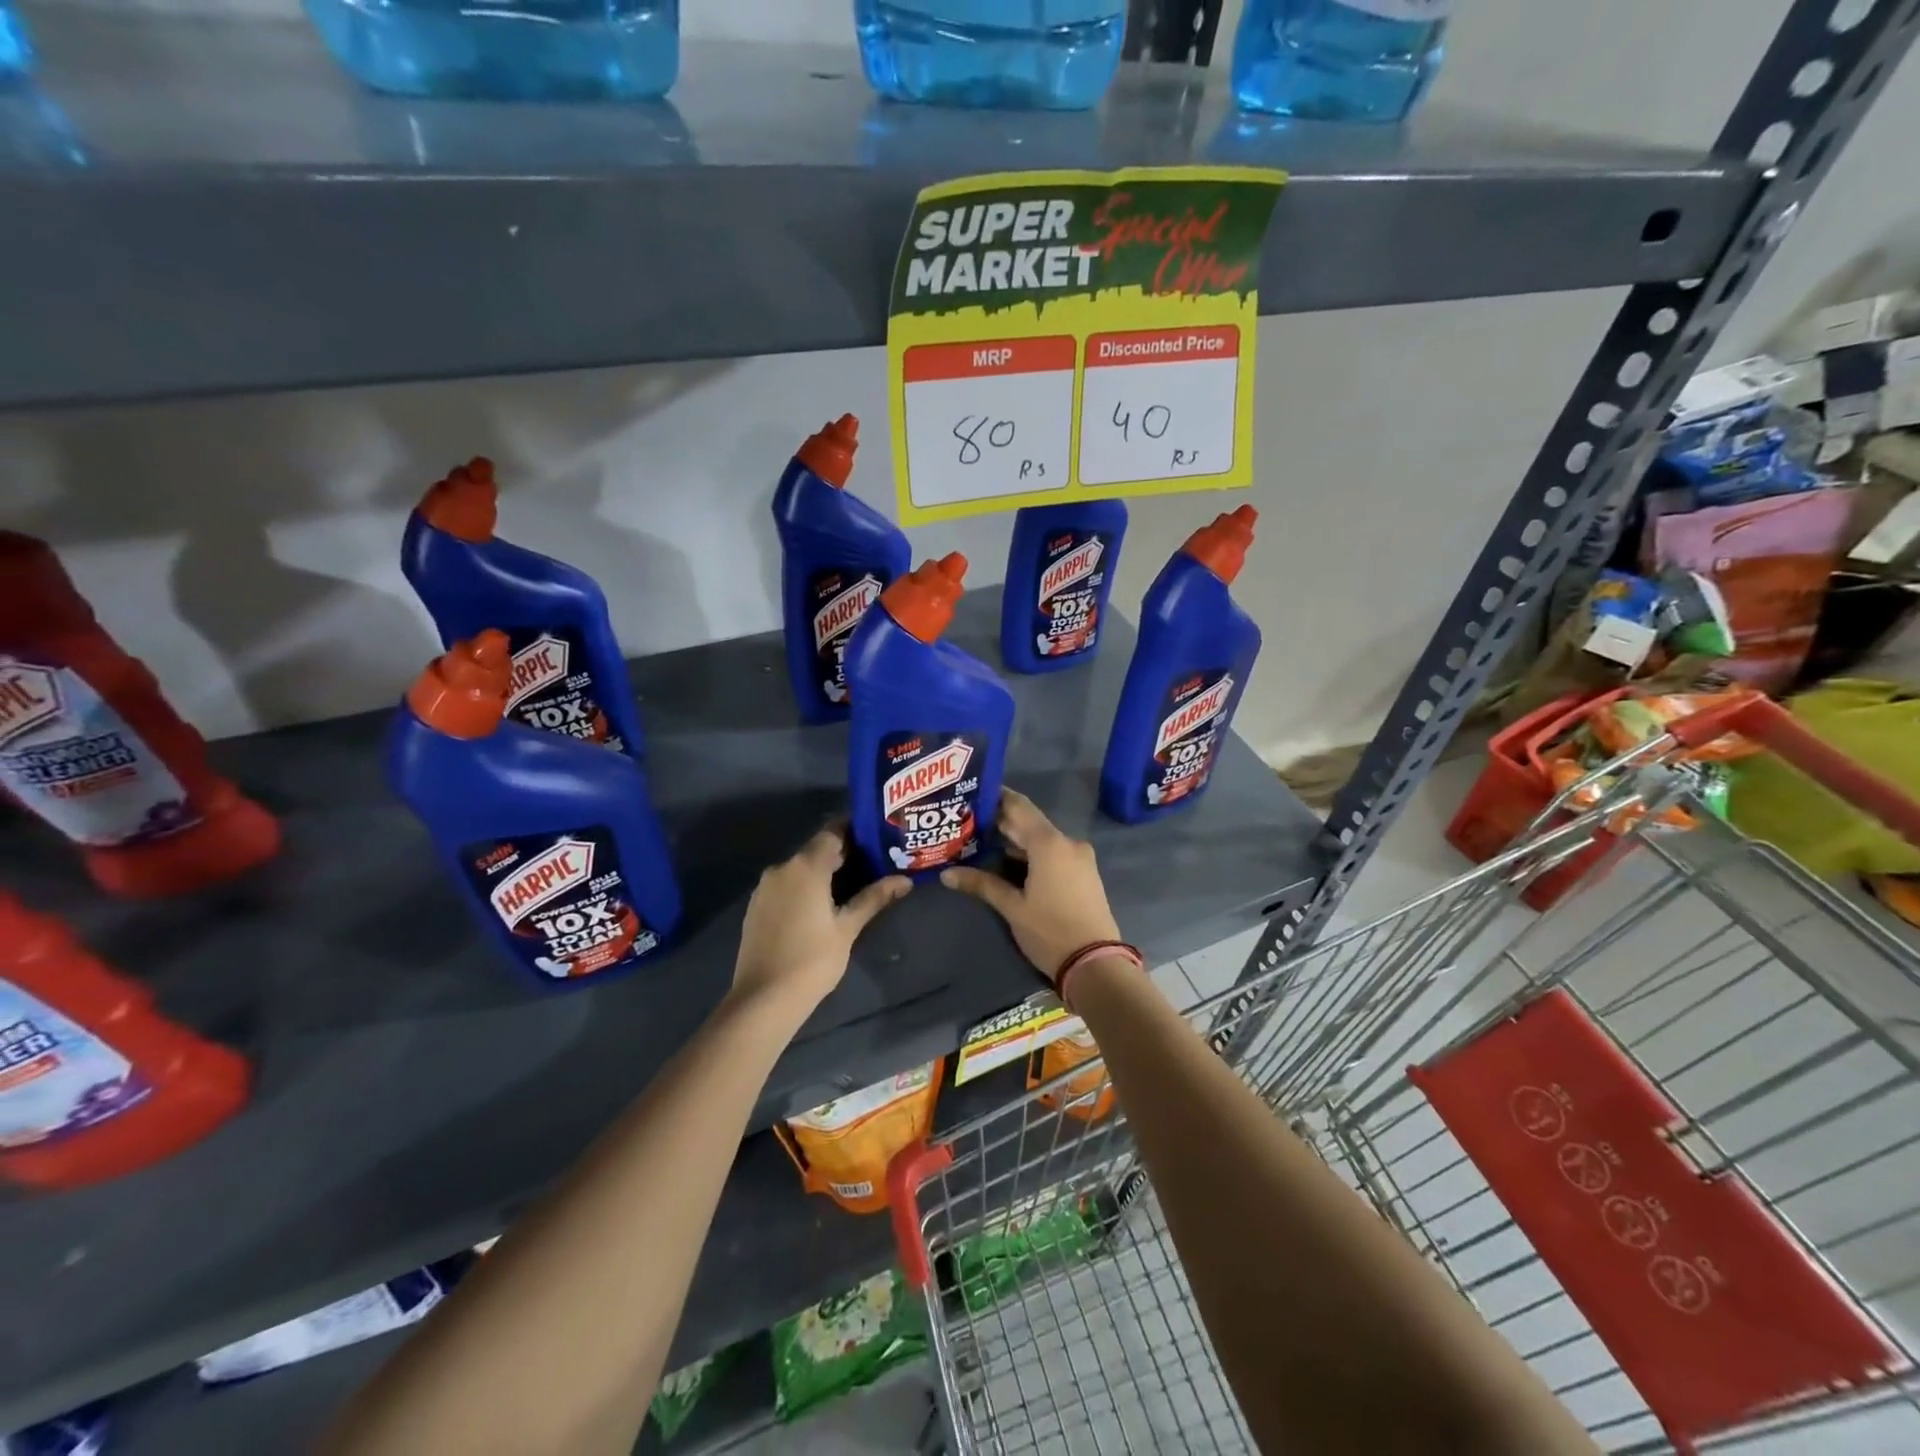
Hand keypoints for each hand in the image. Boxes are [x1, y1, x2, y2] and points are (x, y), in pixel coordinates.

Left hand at [732, 826, 911, 1017]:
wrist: (763, 999)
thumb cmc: (812, 960)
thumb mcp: (848, 928)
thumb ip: (874, 898)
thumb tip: (905, 880)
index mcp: (806, 866)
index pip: (832, 831)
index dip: (854, 830)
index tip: (876, 836)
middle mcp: (782, 868)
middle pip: (816, 849)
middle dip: (842, 853)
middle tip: (872, 863)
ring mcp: (765, 887)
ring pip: (799, 868)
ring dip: (822, 871)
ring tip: (850, 885)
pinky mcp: (756, 906)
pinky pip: (786, 885)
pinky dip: (804, 886)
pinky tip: (820, 905)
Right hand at [940, 788, 1121, 984]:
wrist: (1096, 964)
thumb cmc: (1050, 931)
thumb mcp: (1012, 908)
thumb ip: (981, 884)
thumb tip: (946, 874)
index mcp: (1049, 843)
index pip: (1018, 806)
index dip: (995, 797)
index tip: (971, 795)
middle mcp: (1067, 842)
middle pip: (1029, 823)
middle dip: (1001, 823)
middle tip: (968, 823)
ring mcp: (1079, 857)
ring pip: (1041, 840)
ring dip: (1016, 841)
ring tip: (982, 844)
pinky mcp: (1084, 873)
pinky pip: (1054, 853)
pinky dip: (1032, 854)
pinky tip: (1009, 864)